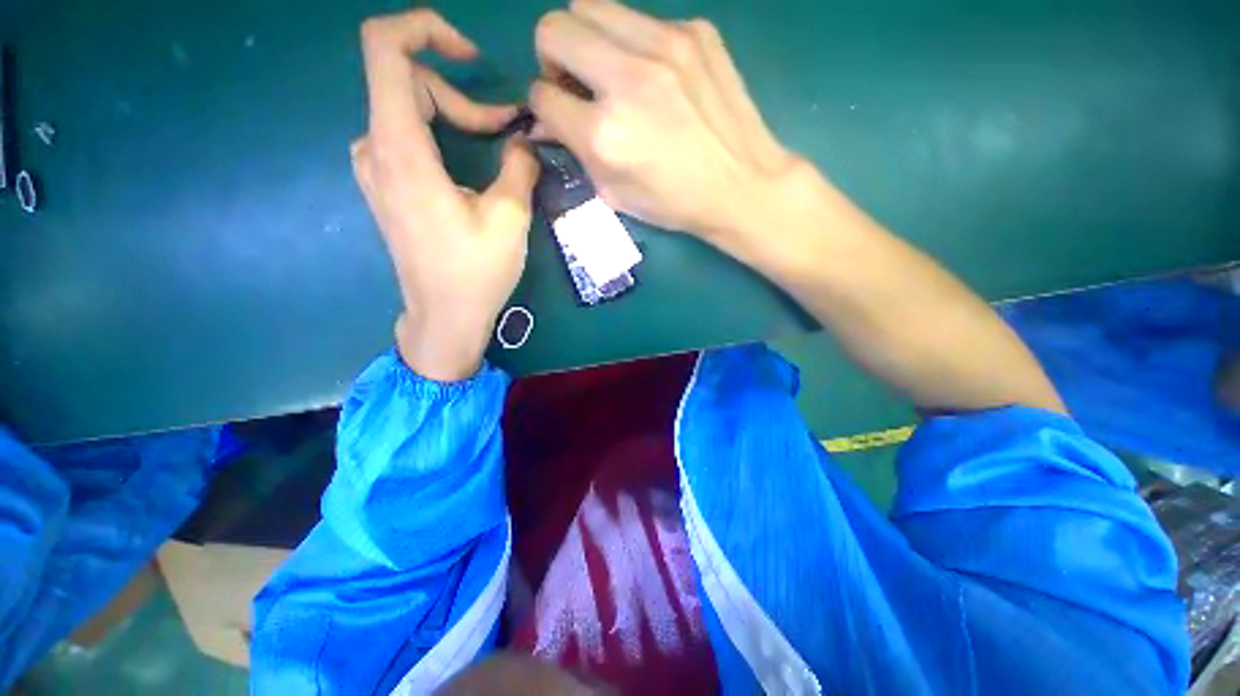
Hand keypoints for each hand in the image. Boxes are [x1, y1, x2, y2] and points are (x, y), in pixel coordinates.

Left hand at [353, 9, 539, 381]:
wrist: (443, 316)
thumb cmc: (475, 273)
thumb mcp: (510, 219)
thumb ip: (519, 166)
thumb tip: (525, 139)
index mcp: (402, 150)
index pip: (384, 47)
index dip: (425, 28)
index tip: (470, 54)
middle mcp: (375, 148)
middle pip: (406, 80)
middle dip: (459, 95)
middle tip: (504, 131)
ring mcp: (375, 168)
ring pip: (407, 109)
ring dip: (453, 117)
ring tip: (494, 148)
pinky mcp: (384, 186)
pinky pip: (405, 136)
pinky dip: (439, 136)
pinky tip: (466, 166)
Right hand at [529, 0, 802, 242]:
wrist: (741, 184)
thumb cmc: (674, 202)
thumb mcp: (615, 194)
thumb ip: (576, 152)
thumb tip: (547, 118)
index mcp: (605, 134)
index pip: (542, 95)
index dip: (545, 105)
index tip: (561, 112)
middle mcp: (628, 79)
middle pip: (554, 29)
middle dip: (553, 57)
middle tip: (577, 82)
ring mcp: (665, 45)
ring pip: (592, 6)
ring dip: (588, 38)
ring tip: (610, 71)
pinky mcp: (696, 31)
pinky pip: (642, 19)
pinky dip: (635, 44)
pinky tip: (656, 75)